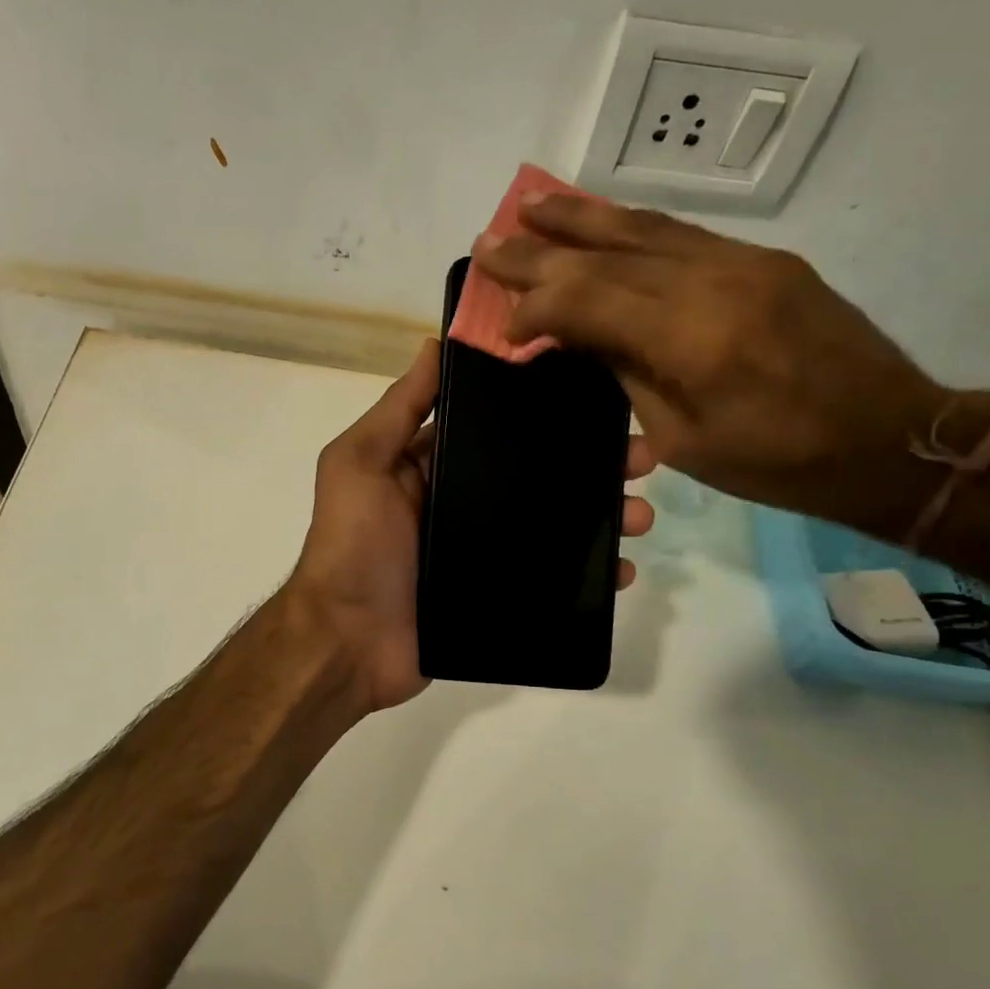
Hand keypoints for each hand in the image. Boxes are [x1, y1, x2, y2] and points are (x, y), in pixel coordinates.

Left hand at [283, 337, 656, 712]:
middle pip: (536, 475)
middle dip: (589, 464)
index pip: (496, 427)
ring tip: (642, 515)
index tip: (597, 397)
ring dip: (601, 515)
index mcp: (432, 466)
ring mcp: (483, 552)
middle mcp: (462, 503)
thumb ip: (397, 410)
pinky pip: (552, 578)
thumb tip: (435, 346)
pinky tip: (623, 570)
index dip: (543, 411)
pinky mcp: (498, 596)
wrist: (347, 642)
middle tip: (642, 458)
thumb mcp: (359, 464)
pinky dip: (589, 573)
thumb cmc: (352, 545)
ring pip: (554, 524)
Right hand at [475, 194, 965, 539]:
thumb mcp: (686, 437)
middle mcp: (714, 283)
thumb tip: (582, 336)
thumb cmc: (779, 462)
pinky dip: (631, 226)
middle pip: (608, 254)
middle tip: (489, 239)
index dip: (536, 305)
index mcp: (692, 339)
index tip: (505, 324)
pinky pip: (683, 234)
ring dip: (582, 218)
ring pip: (645, 229)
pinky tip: (602, 222)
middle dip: (541, 248)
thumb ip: (630, 374)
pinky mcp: (766, 260)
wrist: (891, 439)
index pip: (589, 300)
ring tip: (534, 205)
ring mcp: (744, 262)